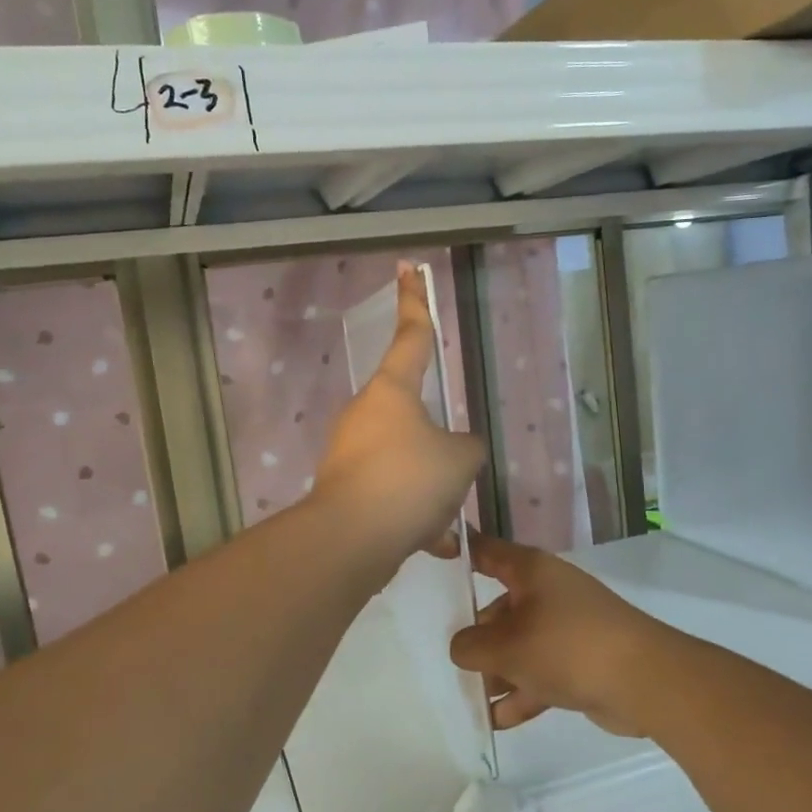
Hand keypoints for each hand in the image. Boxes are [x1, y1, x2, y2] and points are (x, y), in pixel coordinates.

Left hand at [313, 264, 485, 568]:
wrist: (350, 540)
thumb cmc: (409, 481)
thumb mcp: (460, 460)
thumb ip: (466, 448)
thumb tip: (456, 452)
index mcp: (392, 391)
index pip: (411, 334)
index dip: (415, 300)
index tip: (407, 267)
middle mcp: (366, 414)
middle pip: (412, 415)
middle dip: (437, 447)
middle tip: (454, 477)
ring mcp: (350, 452)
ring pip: (405, 463)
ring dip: (428, 490)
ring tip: (444, 520)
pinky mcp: (344, 488)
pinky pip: (391, 496)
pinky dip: (413, 518)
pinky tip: (431, 544)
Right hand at [450, 533, 679, 736]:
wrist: (644, 680)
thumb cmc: (566, 647)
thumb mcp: (506, 647)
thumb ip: (470, 646)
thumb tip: (462, 648)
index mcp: (530, 571)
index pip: (487, 552)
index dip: (461, 552)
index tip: (434, 555)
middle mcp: (547, 592)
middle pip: (500, 608)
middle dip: (477, 638)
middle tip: (454, 662)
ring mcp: (567, 627)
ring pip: (520, 644)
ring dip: (498, 672)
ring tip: (473, 700)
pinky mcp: (581, 660)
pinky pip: (541, 671)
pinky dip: (522, 692)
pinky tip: (498, 721)